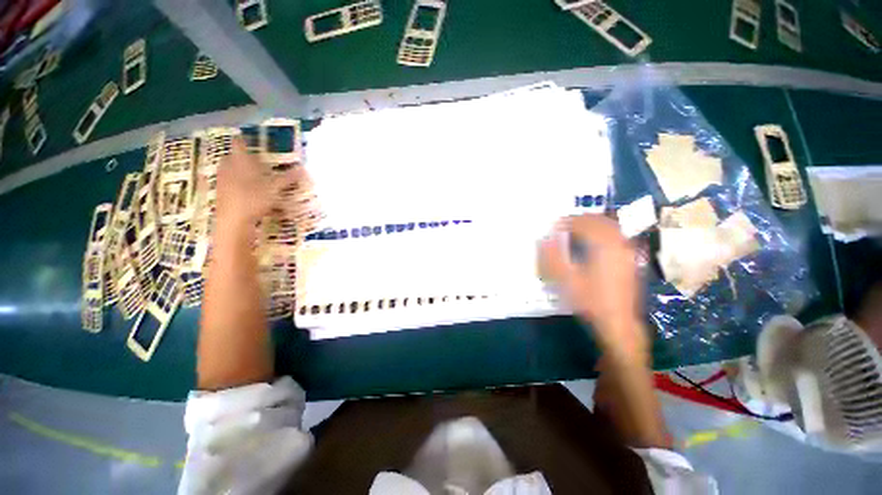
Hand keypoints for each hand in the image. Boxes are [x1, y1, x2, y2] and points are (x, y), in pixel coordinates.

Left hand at [215, 139, 298, 228]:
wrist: (233, 220)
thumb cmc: (254, 198)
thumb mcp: (275, 188)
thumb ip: (288, 177)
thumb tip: (303, 168)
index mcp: (239, 160)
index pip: (239, 143)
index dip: (246, 140)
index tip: (255, 141)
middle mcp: (228, 166)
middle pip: (234, 156)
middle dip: (245, 157)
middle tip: (259, 162)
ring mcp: (222, 179)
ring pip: (231, 169)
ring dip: (241, 170)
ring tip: (256, 177)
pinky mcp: (221, 192)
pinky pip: (230, 181)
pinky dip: (239, 183)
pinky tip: (249, 192)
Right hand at [540, 214, 647, 356]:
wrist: (618, 323)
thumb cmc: (590, 301)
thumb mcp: (565, 280)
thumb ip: (551, 257)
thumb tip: (543, 239)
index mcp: (603, 246)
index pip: (584, 223)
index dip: (567, 222)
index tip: (554, 226)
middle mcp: (619, 244)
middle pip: (600, 221)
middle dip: (581, 219)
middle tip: (565, 224)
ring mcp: (628, 252)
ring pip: (611, 227)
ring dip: (593, 224)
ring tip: (578, 229)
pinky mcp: (631, 261)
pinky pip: (618, 237)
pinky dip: (604, 233)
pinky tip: (596, 242)